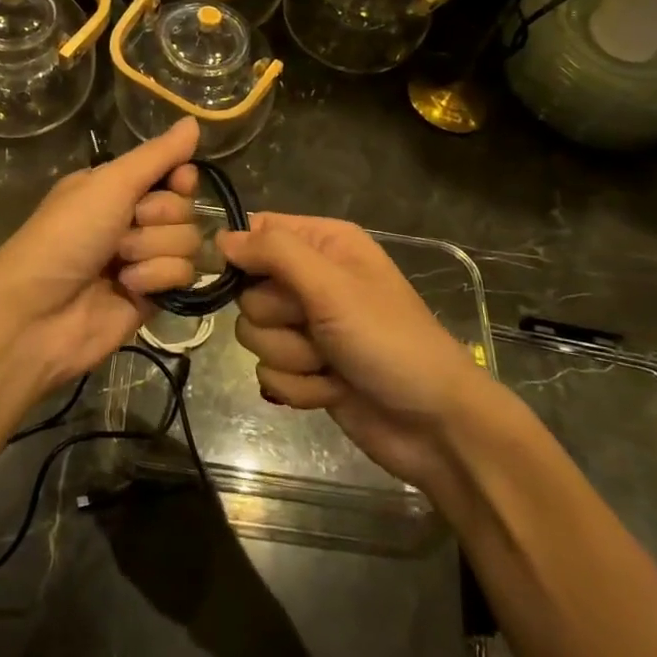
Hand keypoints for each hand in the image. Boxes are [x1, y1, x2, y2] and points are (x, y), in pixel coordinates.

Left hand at [0, 118, 203, 387]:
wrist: (37, 314)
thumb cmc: (66, 236)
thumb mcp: (109, 184)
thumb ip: (157, 156)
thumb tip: (194, 120)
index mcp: (115, 187)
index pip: (173, 173)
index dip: (181, 179)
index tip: (177, 182)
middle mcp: (131, 219)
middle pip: (184, 208)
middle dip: (159, 218)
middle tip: (125, 228)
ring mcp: (143, 259)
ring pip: (187, 242)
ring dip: (153, 250)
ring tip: (119, 263)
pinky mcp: (152, 295)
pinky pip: (182, 276)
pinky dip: (156, 278)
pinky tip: (129, 287)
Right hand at [218, 214, 510, 497]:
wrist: (435, 425)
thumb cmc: (388, 341)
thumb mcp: (332, 286)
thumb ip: (275, 253)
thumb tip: (222, 238)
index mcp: (324, 244)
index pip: (258, 231)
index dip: (245, 256)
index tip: (248, 279)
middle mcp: (312, 279)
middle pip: (249, 290)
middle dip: (278, 318)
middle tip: (315, 327)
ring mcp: (309, 327)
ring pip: (255, 334)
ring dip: (291, 356)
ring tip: (330, 363)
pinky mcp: (307, 369)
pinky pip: (269, 372)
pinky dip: (299, 386)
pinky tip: (333, 390)